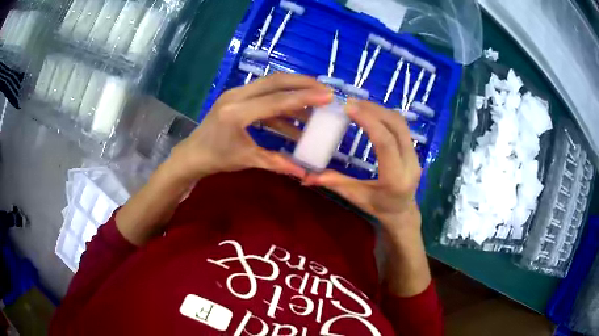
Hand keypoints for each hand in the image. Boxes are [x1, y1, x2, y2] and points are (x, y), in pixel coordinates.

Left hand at [167, 73, 332, 182]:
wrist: (193, 153)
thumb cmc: (217, 158)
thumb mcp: (248, 160)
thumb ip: (277, 162)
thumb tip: (305, 172)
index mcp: (237, 113)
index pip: (276, 100)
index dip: (304, 97)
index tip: (328, 95)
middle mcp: (236, 96)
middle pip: (275, 81)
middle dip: (303, 83)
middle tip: (325, 89)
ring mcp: (235, 93)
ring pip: (270, 84)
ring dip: (293, 92)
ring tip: (314, 104)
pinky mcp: (237, 96)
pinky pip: (264, 94)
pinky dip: (281, 103)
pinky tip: (295, 118)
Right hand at [303, 99, 421, 232]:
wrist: (403, 212)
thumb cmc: (379, 208)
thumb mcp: (356, 197)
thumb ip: (335, 183)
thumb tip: (306, 176)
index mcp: (395, 178)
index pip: (385, 143)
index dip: (368, 121)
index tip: (348, 107)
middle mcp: (410, 163)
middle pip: (396, 126)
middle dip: (373, 110)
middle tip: (350, 102)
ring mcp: (415, 155)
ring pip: (401, 123)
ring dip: (380, 110)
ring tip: (358, 104)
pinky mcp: (414, 149)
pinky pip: (402, 126)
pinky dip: (385, 115)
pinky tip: (370, 113)